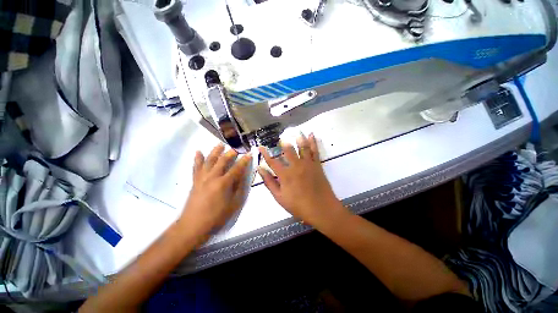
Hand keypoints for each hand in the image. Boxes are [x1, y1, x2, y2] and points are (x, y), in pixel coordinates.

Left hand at [179, 144, 251, 237]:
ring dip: (215, 151)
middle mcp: (213, 177)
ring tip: (220, 144)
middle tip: (236, 149)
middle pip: (222, 161)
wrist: (193, 225)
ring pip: (209, 160)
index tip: (249, 154)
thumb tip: (242, 176)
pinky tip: (198, 152)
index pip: (237, 168)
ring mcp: (202, 177)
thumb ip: (239, 188)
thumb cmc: (217, 216)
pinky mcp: (195, 181)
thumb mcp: (234, 204)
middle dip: (230, 153)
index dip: (244, 161)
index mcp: (224, 183)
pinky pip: (196, 167)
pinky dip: (197, 159)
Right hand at [258, 133, 343, 224]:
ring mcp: (307, 164)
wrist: (321, 208)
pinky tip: (311, 134)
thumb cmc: (298, 205)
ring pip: (302, 147)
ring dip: (298, 138)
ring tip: (296, 131)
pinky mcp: (317, 164)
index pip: (272, 161)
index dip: (265, 154)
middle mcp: (295, 166)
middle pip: (288, 150)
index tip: (260, 147)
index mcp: (285, 174)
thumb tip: (260, 169)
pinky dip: (312, 141)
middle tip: (281, 137)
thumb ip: (269, 182)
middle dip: (283, 142)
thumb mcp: (279, 197)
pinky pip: (314, 150)